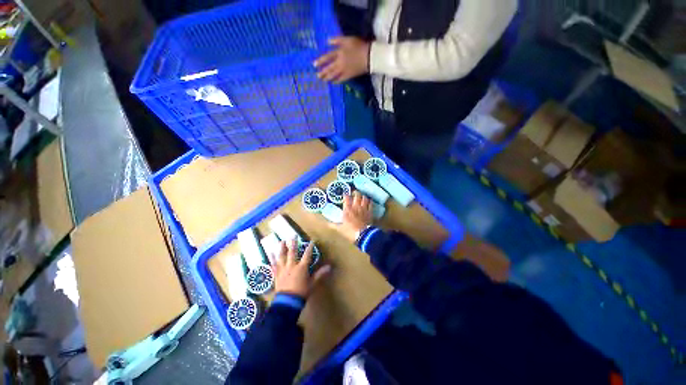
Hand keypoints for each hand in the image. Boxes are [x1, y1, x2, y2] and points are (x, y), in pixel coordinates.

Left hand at [270, 239, 329, 298]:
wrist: (287, 302)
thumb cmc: (302, 292)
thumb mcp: (312, 283)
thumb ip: (320, 274)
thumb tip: (329, 267)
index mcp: (302, 267)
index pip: (307, 255)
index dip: (310, 247)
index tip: (311, 241)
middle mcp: (292, 265)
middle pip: (293, 252)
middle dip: (293, 243)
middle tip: (293, 235)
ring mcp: (283, 269)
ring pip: (282, 256)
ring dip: (282, 248)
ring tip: (281, 241)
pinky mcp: (276, 274)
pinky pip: (273, 265)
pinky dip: (272, 259)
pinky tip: (270, 253)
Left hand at [313, 37, 369, 82]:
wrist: (369, 56)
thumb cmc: (359, 46)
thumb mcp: (348, 39)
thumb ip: (337, 40)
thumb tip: (328, 41)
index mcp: (339, 53)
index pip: (327, 57)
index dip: (320, 61)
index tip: (314, 65)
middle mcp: (340, 63)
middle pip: (329, 68)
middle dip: (323, 72)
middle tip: (317, 76)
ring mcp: (344, 70)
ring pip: (334, 75)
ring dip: (328, 78)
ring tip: (323, 80)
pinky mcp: (349, 76)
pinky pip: (341, 79)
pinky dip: (336, 81)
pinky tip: (333, 83)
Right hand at [331, 191, 372, 242]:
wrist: (363, 235)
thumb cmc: (350, 232)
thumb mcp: (340, 229)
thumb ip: (333, 225)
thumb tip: (327, 224)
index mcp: (347, 210)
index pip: (346, 199)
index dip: (346, 195)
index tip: (345, 194)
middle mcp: (355, 207)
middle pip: (357, 196)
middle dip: (355, 193)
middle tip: (354, 193)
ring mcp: (363, 208)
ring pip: (364, 198)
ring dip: (363, 196)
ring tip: (362, 196)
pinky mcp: (370, 212)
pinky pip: (370, 204)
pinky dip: (370, 201)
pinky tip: (369, 201)